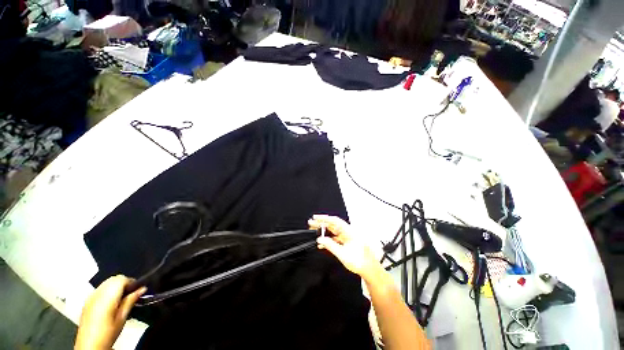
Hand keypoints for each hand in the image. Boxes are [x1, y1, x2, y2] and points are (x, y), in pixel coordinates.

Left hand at [75, 275, 145, 349]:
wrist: (89, 346)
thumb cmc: (107, 333)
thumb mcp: (122, 318)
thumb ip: (131, 301)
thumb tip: (142, 289)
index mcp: (107, 296)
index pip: (122, 279)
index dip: (132, 282)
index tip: (139, 289)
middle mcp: (97, 293)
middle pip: (113, 279)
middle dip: (124, 283)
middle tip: (132, 294)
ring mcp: (90, 297)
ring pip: (107, 283)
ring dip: (116, 286)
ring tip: (122, 299)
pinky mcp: (87, 301)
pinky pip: (100, 289)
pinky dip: (108, 291)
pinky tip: (111, 302)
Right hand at [309, 215, 381, 281]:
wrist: (369, 270)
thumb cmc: (360, 262)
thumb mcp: (342, 254)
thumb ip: (330, 245)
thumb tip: (320, 239)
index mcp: (349, 232)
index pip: (335, 221)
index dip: (324, 218)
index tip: (315, 218)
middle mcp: (348, 232)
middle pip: (333, 225)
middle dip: (322, 223)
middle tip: (311, 223)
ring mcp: (347, 237)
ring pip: (333, 231)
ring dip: (324, 231)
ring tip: (314, 231)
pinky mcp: (346, 242)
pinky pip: (335, 238)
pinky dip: (328, 239)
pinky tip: (322, 242)